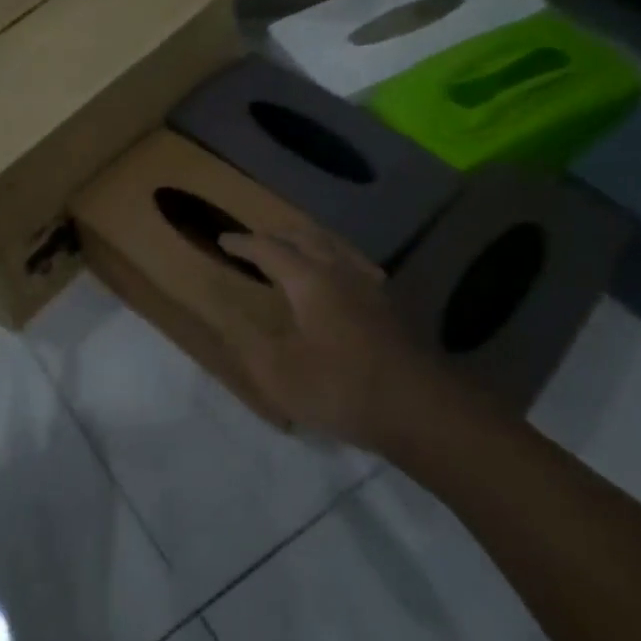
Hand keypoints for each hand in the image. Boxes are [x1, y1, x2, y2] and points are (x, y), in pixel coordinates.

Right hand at [218, 227, 470, 454]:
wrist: (417, 406)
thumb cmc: (340, 387)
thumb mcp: (279, 374)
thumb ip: (249, 342)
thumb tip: (229, 316)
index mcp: (310, 280)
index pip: (269, 249)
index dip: (244, 243)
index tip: (223, 239)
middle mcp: (341, 270)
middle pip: (306, 236)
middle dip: (277, 234)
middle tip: (256, 240)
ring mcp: (370, 283)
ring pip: (334, 244)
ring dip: (308, 240)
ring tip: (293, 249)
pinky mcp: (389, 302)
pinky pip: (354, 261)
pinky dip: (334, 256)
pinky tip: (338, 275)